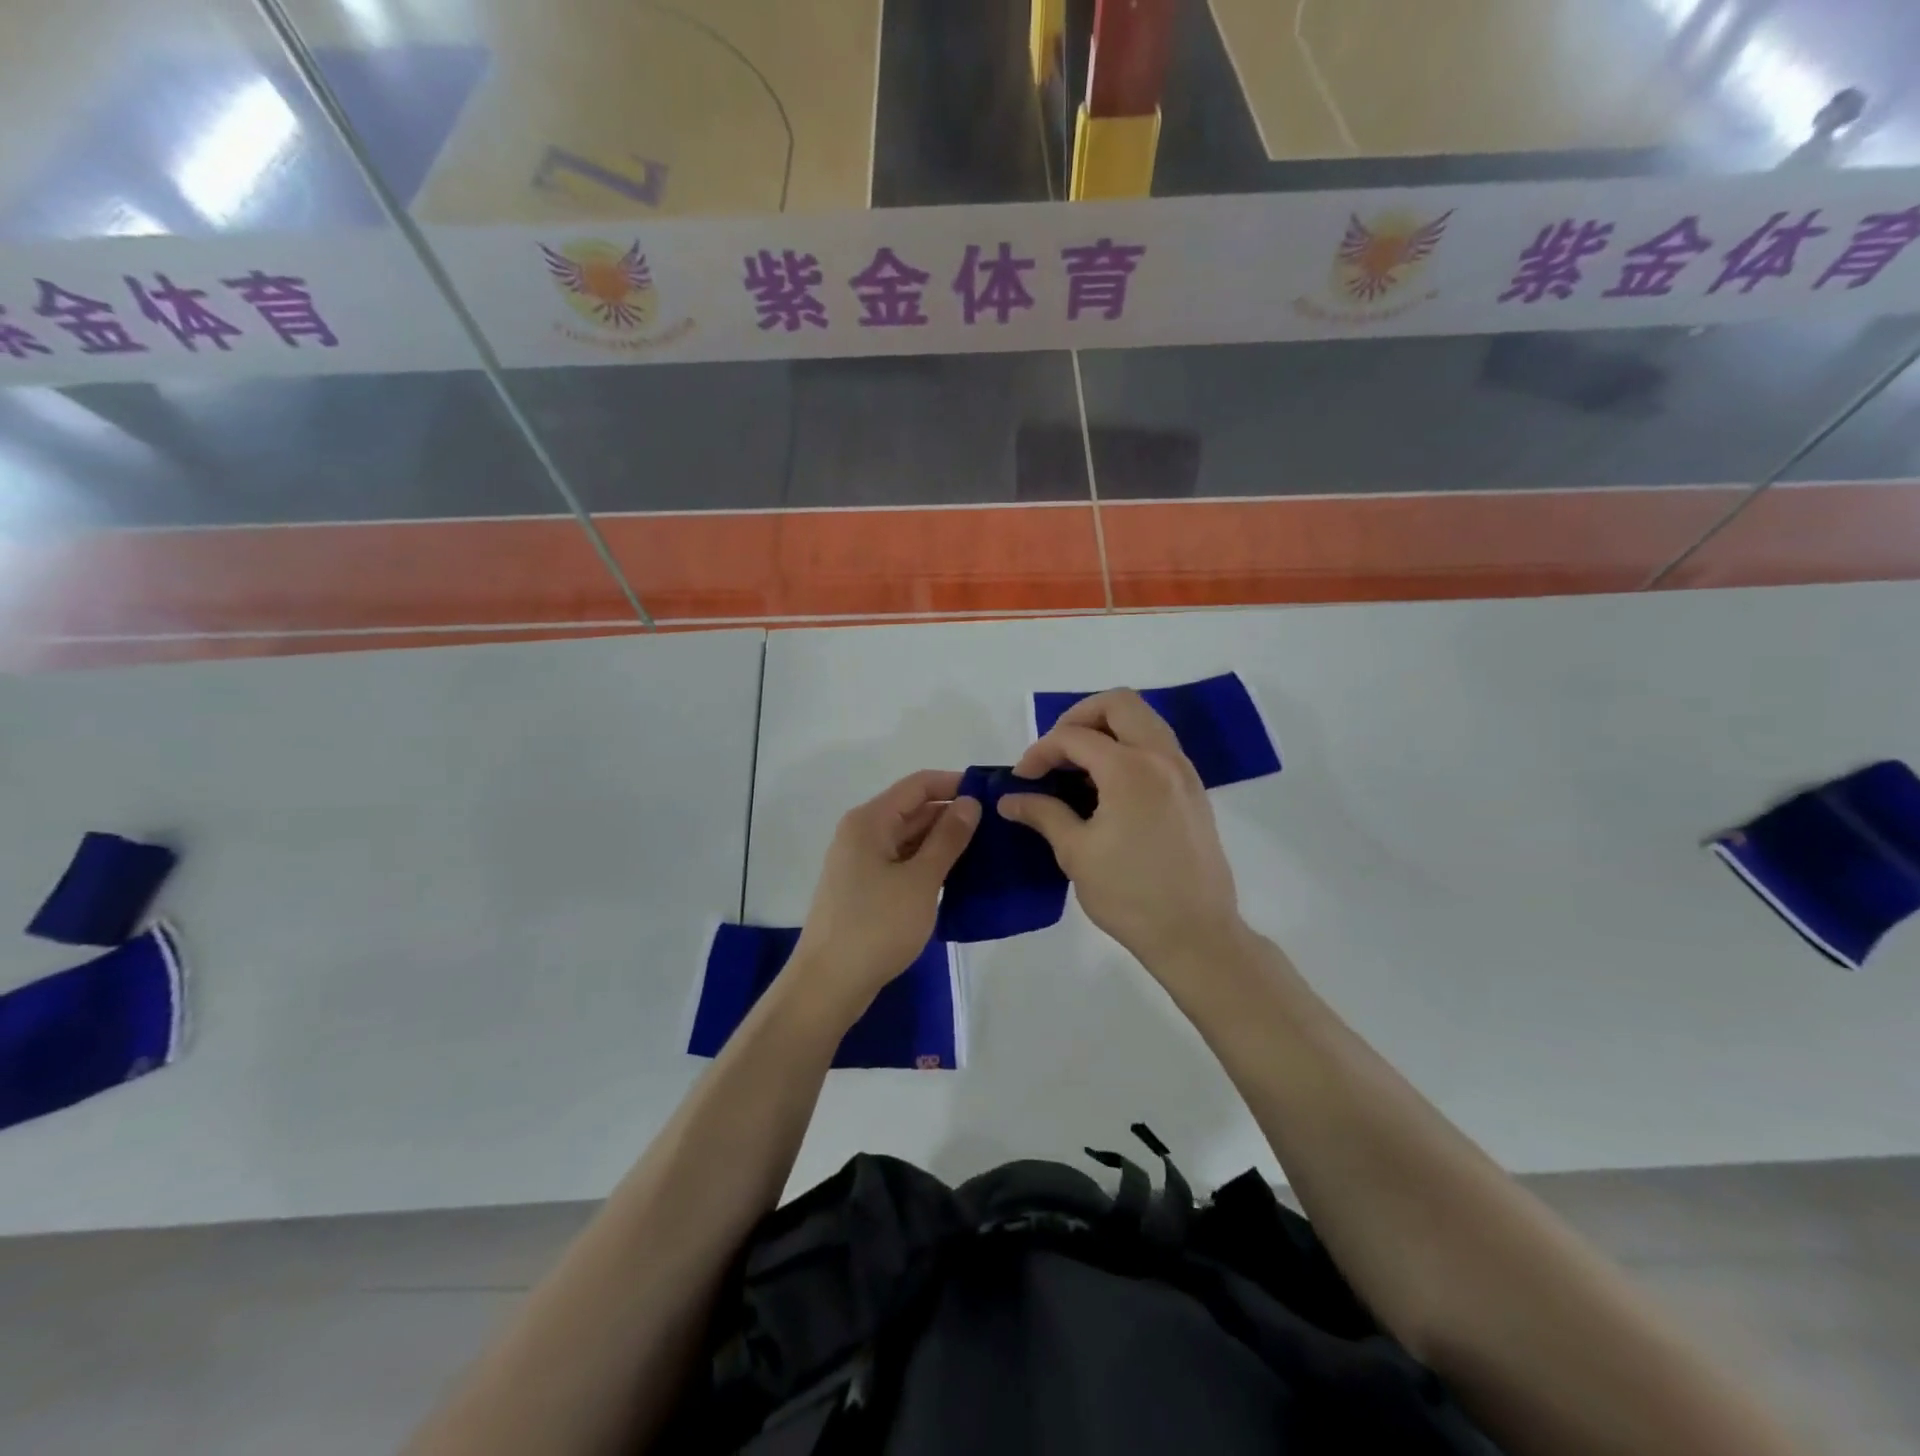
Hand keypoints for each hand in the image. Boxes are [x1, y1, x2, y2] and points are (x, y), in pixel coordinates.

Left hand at [789, 770, 979, 1024]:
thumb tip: (970, 802)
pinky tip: (958, 875)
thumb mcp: (921, 880)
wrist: (828, 984)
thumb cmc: (876, 927)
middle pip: (913, 809)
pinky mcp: (865, 887)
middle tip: (998, 826)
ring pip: (909, 837)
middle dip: (953, 814)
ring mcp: (861, 861)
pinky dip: (928, 863)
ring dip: (943, 840)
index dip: (955, 784)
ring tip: (987, 849)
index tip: (993, 795)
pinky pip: (902, 861)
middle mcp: (862, 832)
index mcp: (870, 820)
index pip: (919, 785)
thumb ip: (948, 838)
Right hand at [1000, 690, 1243, 974]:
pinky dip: (1129, 747)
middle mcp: (1162, 757)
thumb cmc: (1130, 895)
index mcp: (1130, 769)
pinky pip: (1158, 745)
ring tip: (1079, 765)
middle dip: (1079, 717)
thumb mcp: (1076, 853)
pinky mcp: (1193, 789)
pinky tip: (1108, 785)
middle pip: (1119, 704)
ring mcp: (1183, 771)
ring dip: (1107, 729)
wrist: (1196, 934)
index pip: (1075, 737)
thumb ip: (1043, 814)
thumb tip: (1010, 799)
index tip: (1022, 778)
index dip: (1041, 751)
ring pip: (1144, 720)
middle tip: (1056, 751)